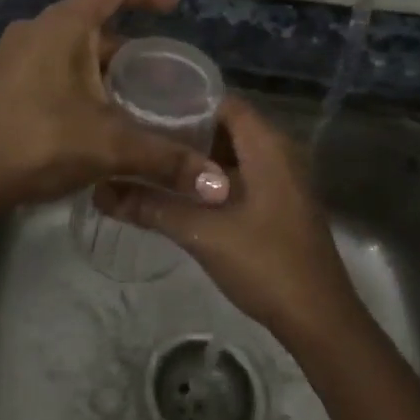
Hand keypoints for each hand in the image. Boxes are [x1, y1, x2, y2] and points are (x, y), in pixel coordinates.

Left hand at [0, 0, 230, 208]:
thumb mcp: (111, 146)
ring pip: (71, 44)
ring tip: (133, 89)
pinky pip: (52, 61)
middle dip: (128, 39)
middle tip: (158, 65)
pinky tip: (95, 107)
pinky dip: (79, 73)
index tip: (173, 5)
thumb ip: (166, 159)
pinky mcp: (5, 77)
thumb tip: (217, 185)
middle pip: (92, 19)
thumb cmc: (43, 143)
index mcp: (63, 27)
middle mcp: (36, 28)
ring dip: (102, 60)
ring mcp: (15, 52)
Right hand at [95, 96, 361, 344]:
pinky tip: (180, 190)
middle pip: (226, 125)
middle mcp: (280, 153)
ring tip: (153, 156)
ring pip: (233, 153)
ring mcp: (284, 180)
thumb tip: (101, 191)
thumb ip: (151, 207)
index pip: (222, 101)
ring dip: (197, 154)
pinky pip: (242, 174)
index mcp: (268, 146)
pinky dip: (212, 176)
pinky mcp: (280, 204)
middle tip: (140, 132)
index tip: (144, 105)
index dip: (184, 99)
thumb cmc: (265, 264)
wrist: (319, 319)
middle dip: (185, 128)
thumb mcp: (201, 232)